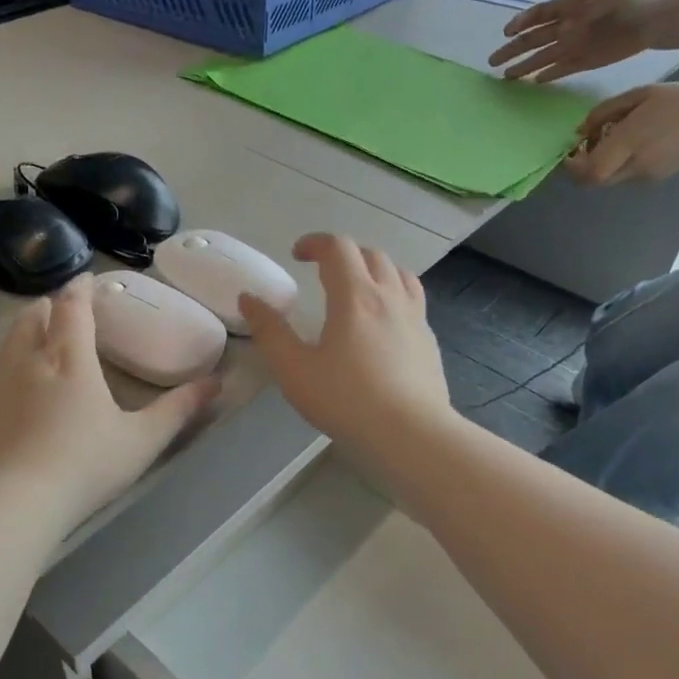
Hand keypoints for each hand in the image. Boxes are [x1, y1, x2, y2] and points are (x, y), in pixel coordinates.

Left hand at [0, 276, 219, 527]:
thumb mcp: (143, 439)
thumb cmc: (87, 465)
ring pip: (10, 340)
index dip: (80, 289)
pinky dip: (8, 362)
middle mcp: (30, 360)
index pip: (73, 308)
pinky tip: (16, 385)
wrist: (17, 502)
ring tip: (40, 338)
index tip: (87, 279)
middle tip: (64, 309)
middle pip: (34, 316)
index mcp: (71, 359)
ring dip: (27, 330)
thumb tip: (216, 382)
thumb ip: (179, 409)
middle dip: (50, 306)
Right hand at [239, 234, 450, 449]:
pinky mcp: (429, 340)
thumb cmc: (347, 400)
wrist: (412, 435)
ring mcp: (416, 317)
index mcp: (355, 296)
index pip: (338, 248)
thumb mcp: (295, 370)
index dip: (315, 243)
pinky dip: (394, 294)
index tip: (297, 255)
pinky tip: (384, 322)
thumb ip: (270, 332)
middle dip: (344, 253)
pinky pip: (413, 299)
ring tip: (357, 287)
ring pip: (399, 273)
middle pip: (371, 254)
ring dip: (374, 269)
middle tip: (323, 271)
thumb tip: (249, 299)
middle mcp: (390, 296)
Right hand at [489, 0, 666, 82]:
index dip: (521, 22)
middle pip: (533, 39)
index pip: (539, 14)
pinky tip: (535, 82)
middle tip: (493, 61)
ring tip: (506, 76)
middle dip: (513, 49)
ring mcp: (574, 45)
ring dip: (525, 66)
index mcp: (570, 6)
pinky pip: (561, 69)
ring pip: (543, 57)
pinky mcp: (584, 62)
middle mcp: (567, 27)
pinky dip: (549, 75)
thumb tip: (562, 32)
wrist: (657, 19)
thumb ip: (584, 13)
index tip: (507, 33)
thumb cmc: (633, 1)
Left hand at [565, 82, 678, 184]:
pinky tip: (626, 147)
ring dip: (598, 167)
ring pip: (607, 180)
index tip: (568, 151)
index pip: (591, 170)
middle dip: (580, 168)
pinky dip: (615, 166)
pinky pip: (623, 177)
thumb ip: (604, 112)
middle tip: (581, 149)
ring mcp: (646, 176)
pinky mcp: (655, 180)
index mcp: (632, 141)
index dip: (572, 166)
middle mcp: (636, 164)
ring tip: (607, 143)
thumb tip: (579, 131)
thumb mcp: (640, 95)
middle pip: (594, 181)